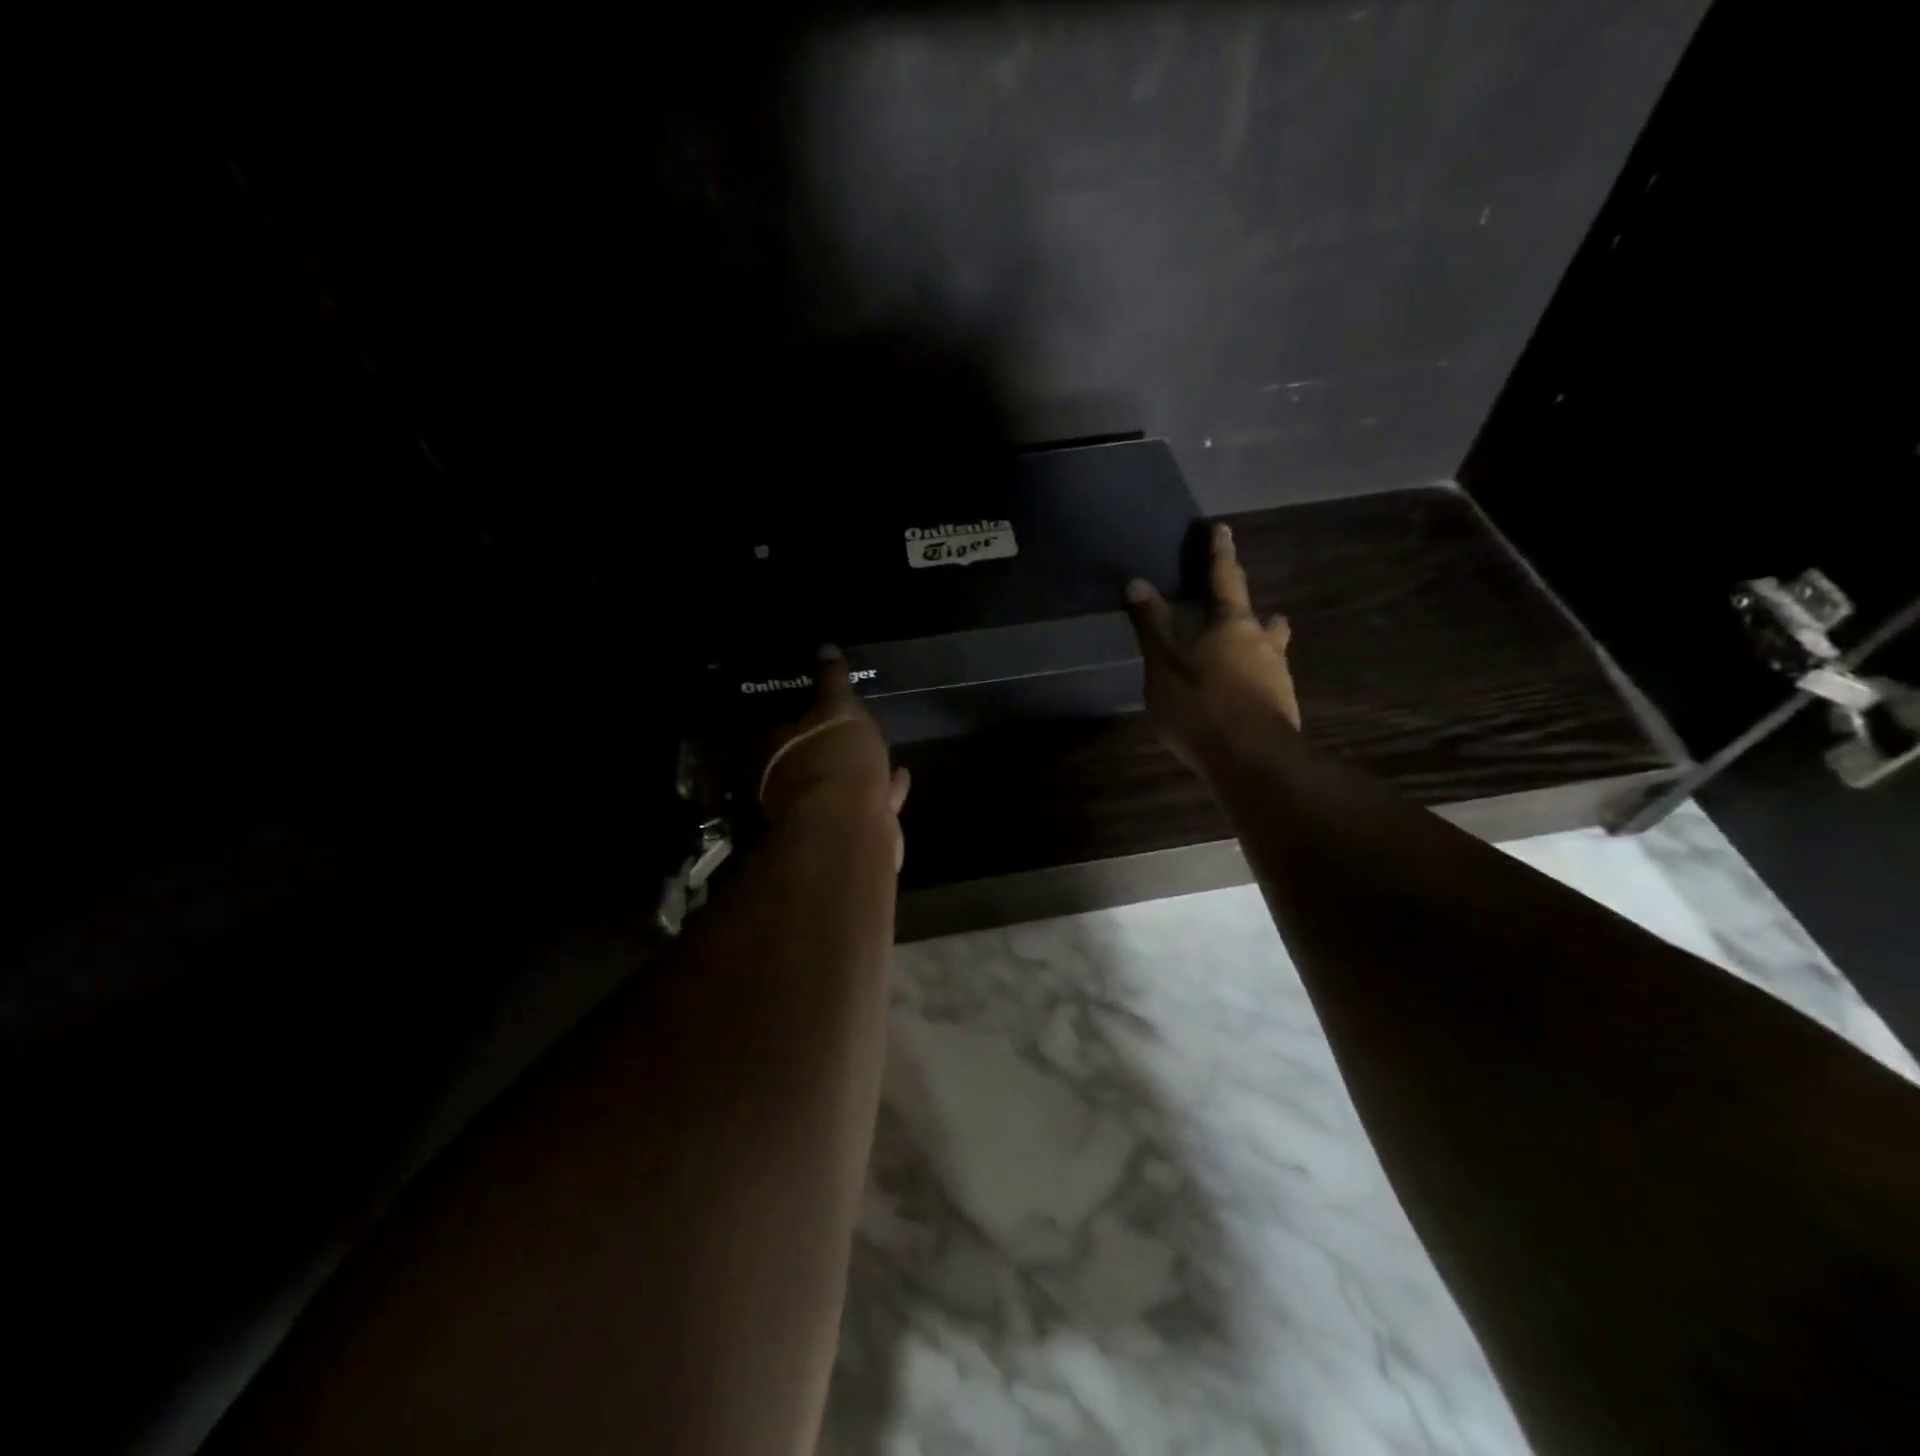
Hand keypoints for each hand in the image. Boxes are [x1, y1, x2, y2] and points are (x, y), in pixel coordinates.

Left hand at [759, 647, 910, 867]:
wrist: (852, 826)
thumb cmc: (836, 758)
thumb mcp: (837, 707)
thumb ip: (832, 681)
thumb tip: (825, 648)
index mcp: (781, 752)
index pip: (787, 729)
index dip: (805, 717)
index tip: (824, 707)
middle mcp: (796, 785)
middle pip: (814, 760)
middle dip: (832, 748)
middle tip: (852, 731)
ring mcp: (825, 812)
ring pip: (843, 784)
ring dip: (860, 769)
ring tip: (880, 751)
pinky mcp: (855, 831)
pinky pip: (873, 801)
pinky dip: (886, 789)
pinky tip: (902, 776)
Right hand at [1124, 522, 1299, 769]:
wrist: (1252, 761)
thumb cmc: (1201, 706)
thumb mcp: (1164, 665)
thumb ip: (1152, 625)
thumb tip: (1137, 582)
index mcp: (1233, 625)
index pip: (1225, 578)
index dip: (1219, 553)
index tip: (1221, 528)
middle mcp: (1263, 643)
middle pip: (1260, 616)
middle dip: (1250, 608)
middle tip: (1239, 607)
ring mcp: (1278, 677)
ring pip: (1271, 650)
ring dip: (1259, 645)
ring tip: (1242, 654)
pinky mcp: (1282, 708)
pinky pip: (1267, 682)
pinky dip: (1253, 680)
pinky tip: (1240, 697)